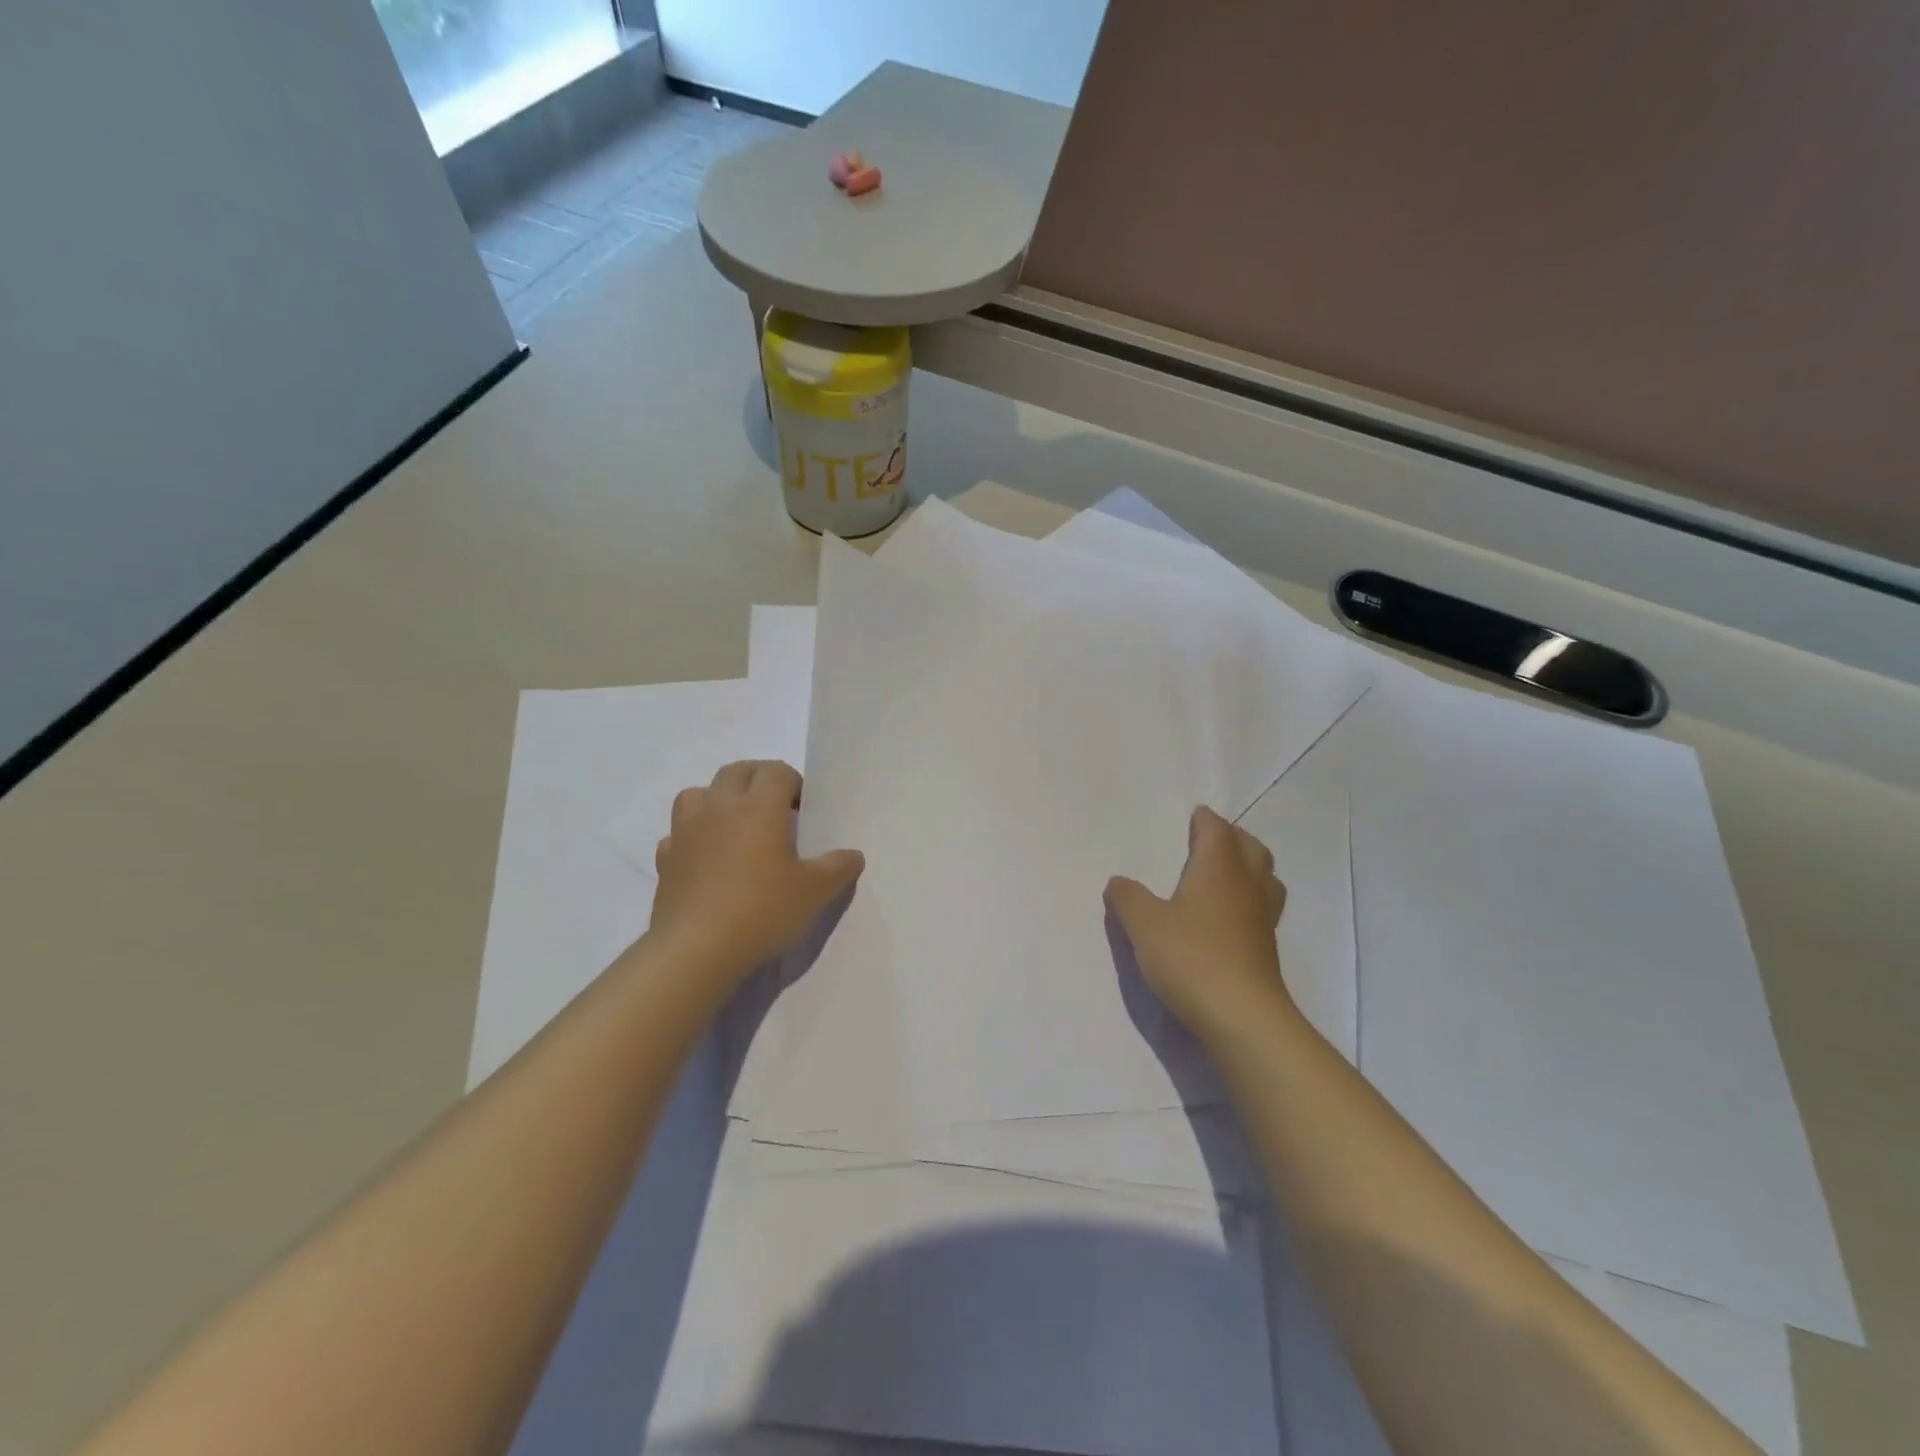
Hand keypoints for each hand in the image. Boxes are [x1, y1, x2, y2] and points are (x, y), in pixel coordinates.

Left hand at [649, 761, 864, 984]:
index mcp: (759, 807)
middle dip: (757, 780)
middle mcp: (720, 807)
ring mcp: (686, 832)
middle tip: (774, 810)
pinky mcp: (665, 860)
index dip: (793, 783)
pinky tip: (704, 859)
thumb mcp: (815, 892)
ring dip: (716, 799)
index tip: (802, 810)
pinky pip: (677, 834)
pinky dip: (691, 837)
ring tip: (733, 826)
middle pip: (736, 771)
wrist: (696, 950)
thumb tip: (853, 855)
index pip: (776, 771)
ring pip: (697, 793)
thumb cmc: (762, 911)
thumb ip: (838, 868)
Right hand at [1104, 806, 1290, 1035]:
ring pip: (1265, 878)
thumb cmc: (1191, 957)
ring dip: (1249, 867)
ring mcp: (1263, 918)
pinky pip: (1263, 908)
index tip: (1195, 816)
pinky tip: (1229, 916)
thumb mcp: (1144, 925)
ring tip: (1227, 874)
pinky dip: (1250, 899)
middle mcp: (1246, 885)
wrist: (1241, 1016)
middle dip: (1233, 838)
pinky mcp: (1267, 948)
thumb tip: (1117, 881)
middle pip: (1251, 848)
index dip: (1206, 821)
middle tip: (1212, 840)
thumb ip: (1127, 898)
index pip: (1217, 830)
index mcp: (1218, 868)